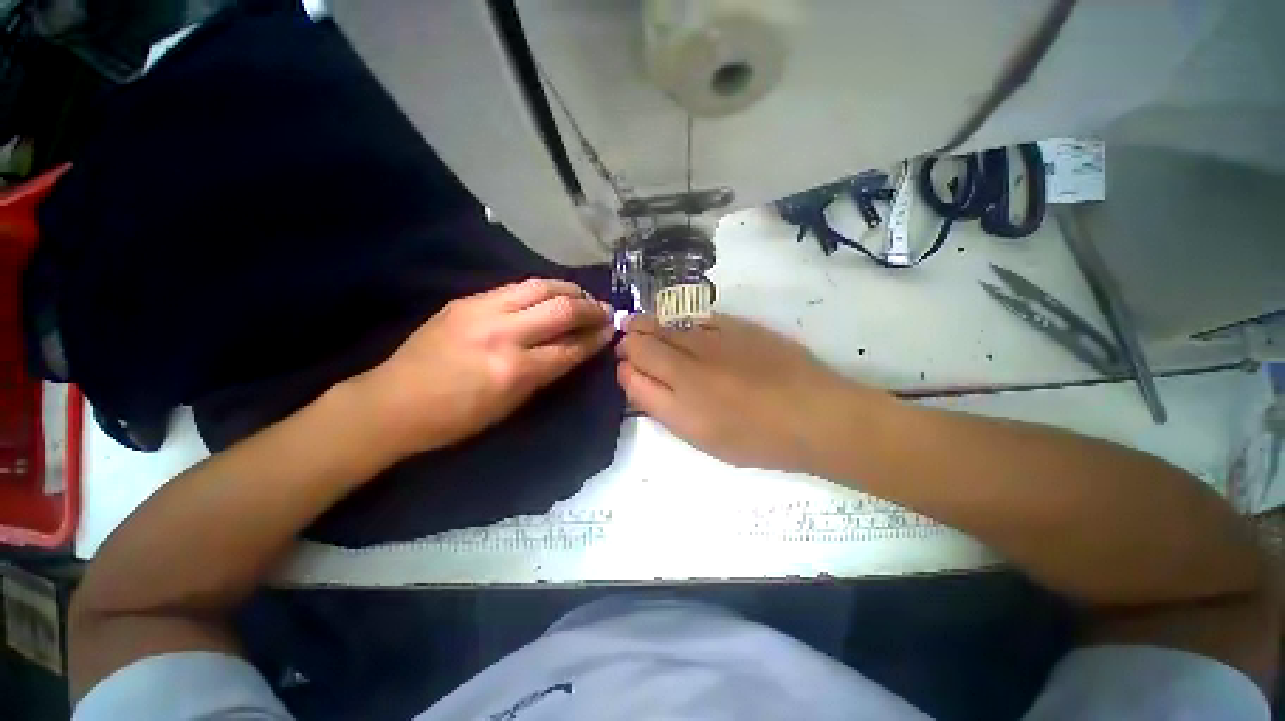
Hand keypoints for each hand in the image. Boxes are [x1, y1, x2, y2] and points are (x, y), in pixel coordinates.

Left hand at [356, 279, 613, 458]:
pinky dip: (541, 289)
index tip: (612, 330)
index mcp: (515, 371)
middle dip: (590, 307)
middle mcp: (503, 334)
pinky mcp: (466, 300)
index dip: (596, 338)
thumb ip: (547, 372)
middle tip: (604, 310)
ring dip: (569, 289)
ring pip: (540, 286)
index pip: (570, 347)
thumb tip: (576, 348)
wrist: (392, 402)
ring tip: (582, 296)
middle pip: (561, 308)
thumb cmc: (456, 418)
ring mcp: (482, 310)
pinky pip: (515, 287)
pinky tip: (550, 295)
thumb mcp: (511, 405)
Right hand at [616, 313, 891, 473]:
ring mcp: (711, 340)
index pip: (629, 372)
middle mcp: (688, 366)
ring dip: (648, 324)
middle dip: (629, 340)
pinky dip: (678, 321)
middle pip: (640, 341)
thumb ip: (662, 407)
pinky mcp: (734, 324)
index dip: (623, 366)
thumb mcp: (701, 438)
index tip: (626, 367)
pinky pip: (693, 317)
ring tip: (643, 327)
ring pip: (663, 323)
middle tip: (629, 342)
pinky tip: (679, 326)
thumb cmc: (756, 439)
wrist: (814, 415)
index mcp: (678, 404)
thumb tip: (636, 377)